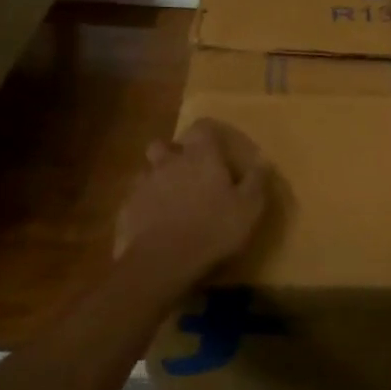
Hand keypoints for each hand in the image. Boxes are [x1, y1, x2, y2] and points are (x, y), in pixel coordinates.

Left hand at [114, 119, 268, 289]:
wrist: (162, 262)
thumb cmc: (213, 229)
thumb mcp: (249, 208)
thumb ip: (256, 181)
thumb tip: (263, 161)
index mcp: (200, 156)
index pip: (202, 127)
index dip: (210, 133)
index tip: (218, 146)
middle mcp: (168, 161)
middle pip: (164, 144)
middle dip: (173, 153)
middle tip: (188, 171)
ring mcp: (143, 184)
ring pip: (147, 171)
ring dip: (157, 179)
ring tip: (170, 199)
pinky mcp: (127, 208)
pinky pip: (136, 199)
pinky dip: (145, 205)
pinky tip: (154, 223)